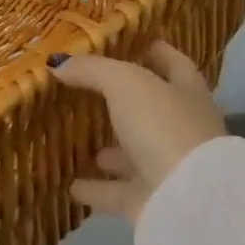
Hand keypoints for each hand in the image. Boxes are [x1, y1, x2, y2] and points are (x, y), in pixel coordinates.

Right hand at [52, 41, 228, 223]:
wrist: (186, 199)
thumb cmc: (163, 125)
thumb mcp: (125, 82)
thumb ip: (92, 70)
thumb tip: (58, 63)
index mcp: (187, 92)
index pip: (175, 64)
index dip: (157, 52)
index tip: (134, 43)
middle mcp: (181, 128)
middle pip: (151, 110)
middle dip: (125, 102)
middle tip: (89, 91)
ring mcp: (167, 167)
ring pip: (134, 153)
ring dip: (110, 149)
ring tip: (78, 137)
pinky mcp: (150, 201)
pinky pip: (117, 192)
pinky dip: (96, 188)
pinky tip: (71, 185)